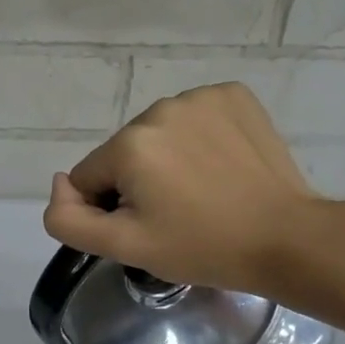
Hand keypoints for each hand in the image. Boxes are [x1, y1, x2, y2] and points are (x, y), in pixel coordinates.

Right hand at [43, 82, 319, 294]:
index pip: (88, 177)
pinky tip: (219, 167)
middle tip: (175, 215)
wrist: (286, 238)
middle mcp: (160, 109)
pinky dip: (197, 140)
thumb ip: (67, 220)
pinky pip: (192, 119)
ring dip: (166, 160)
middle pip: (122, 153)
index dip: (108, 209)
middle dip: (137, 182)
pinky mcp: (234, 96)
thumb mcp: (123, 247)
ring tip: (200, 192)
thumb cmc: (200, 247)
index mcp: (130, 144)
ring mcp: (201, 97)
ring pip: (157, 135)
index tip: (146, 228)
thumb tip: (59, 183)